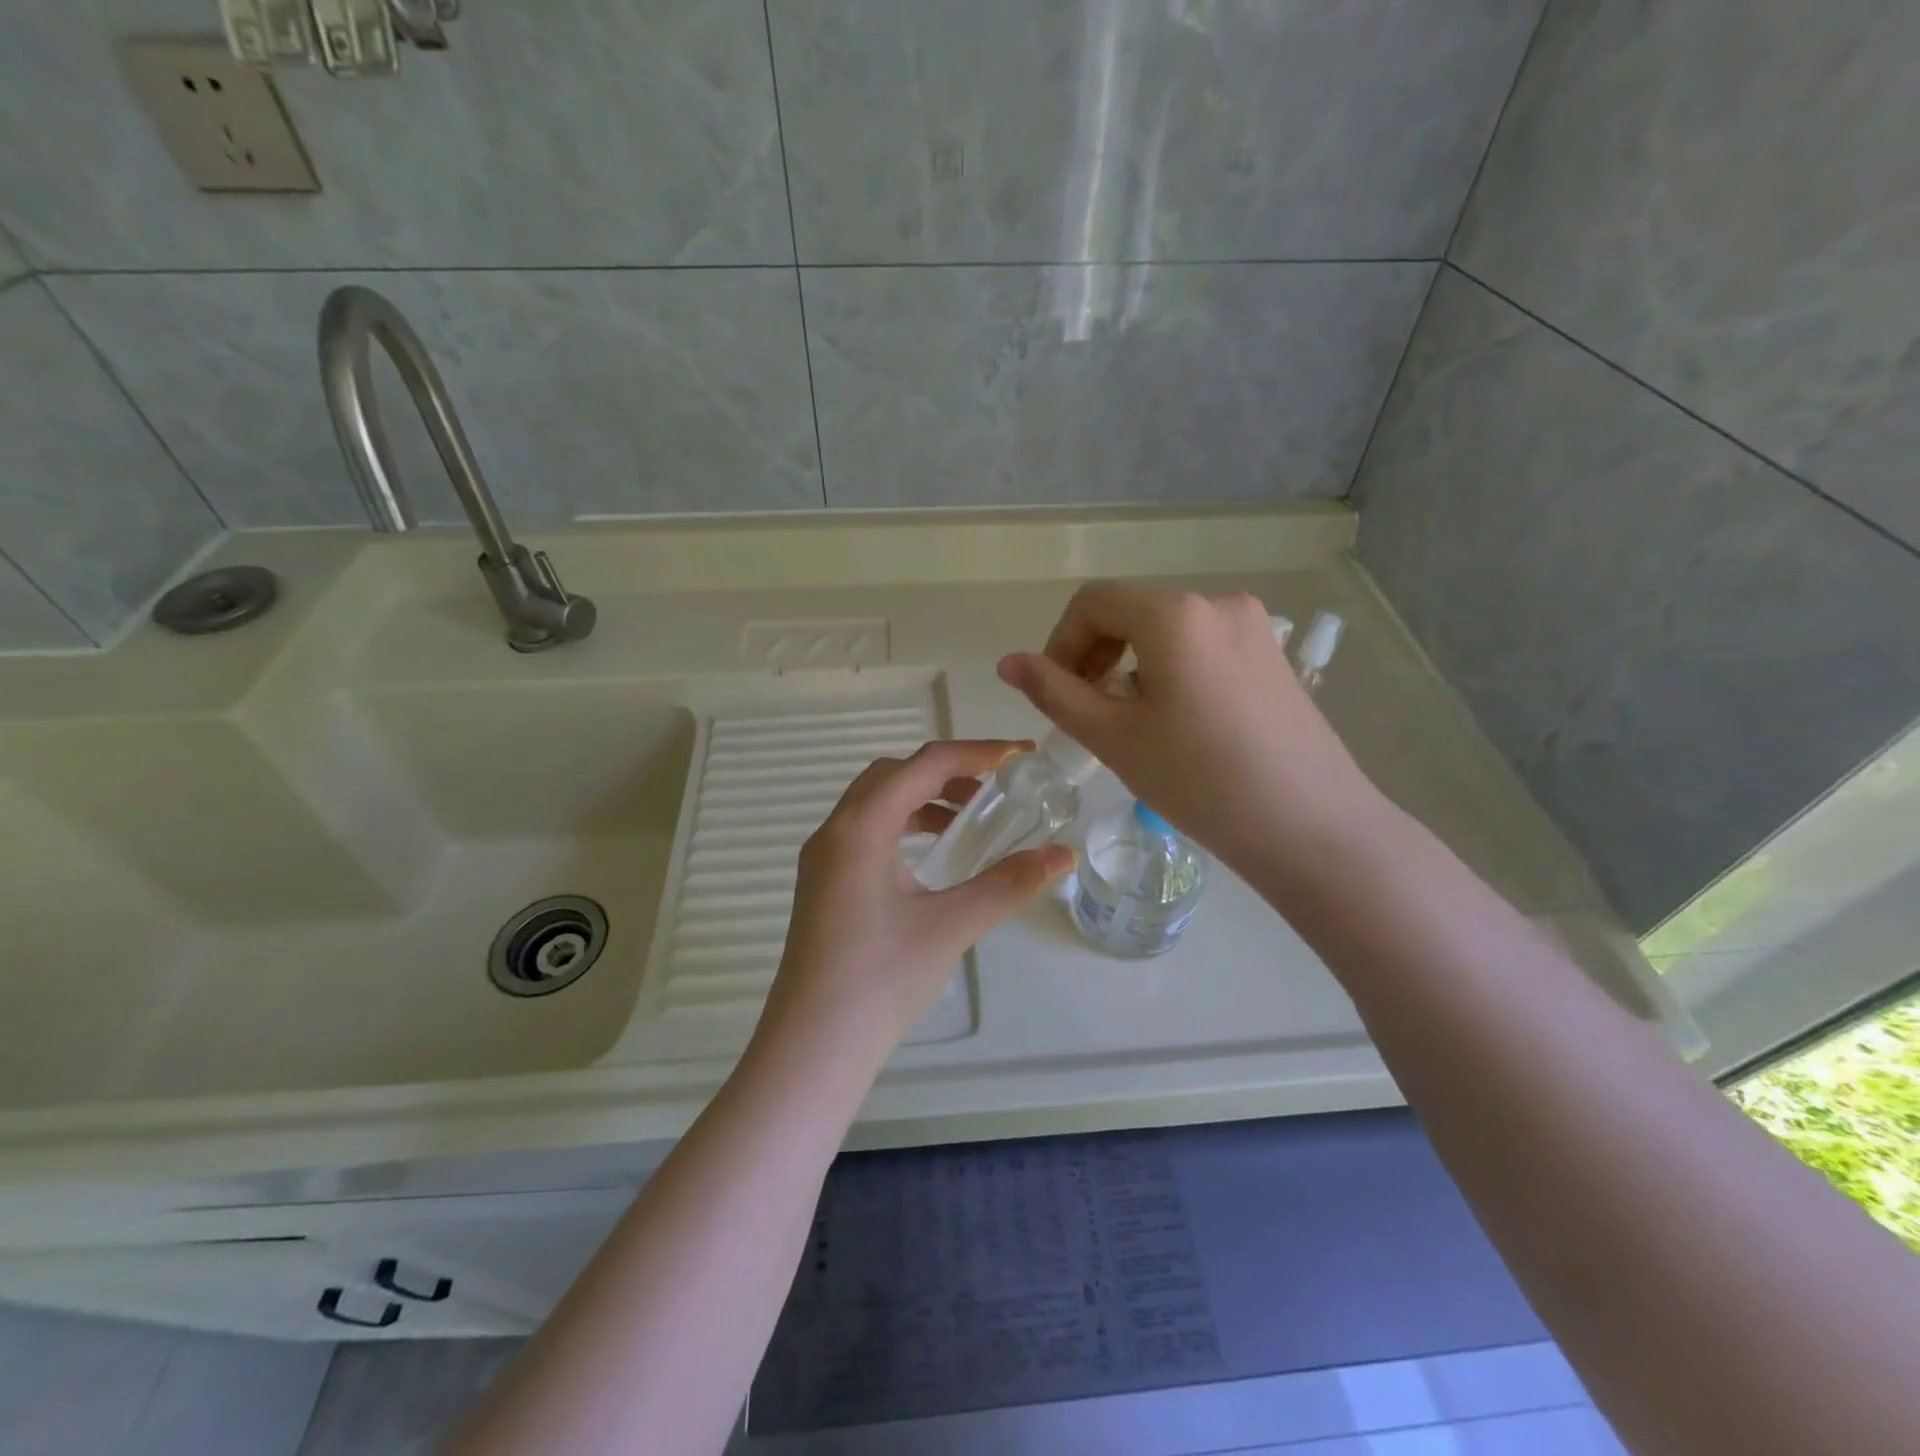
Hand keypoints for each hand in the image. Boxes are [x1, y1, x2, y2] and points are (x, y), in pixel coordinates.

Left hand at [759, 741, 1073, 1065]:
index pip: (923, 765)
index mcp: (861, 827)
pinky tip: (930, 859)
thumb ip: (1008, 883)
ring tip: (966, 821)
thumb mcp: (952, 925)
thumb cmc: (881, 979)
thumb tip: (1062, 855)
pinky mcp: (822, 884)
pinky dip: (902, 826)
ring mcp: (822, 859)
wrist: (814, 1046)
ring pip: (875, 802)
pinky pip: (865, 831)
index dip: (976, 752)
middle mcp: (835, 831)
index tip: (1021, 755)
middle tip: (992, 788)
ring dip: (921, 798)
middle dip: (946, 770)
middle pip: (893, 774)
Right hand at [997, 583, 1376, 875]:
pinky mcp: (1273, 656)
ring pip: (1167, 632)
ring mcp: (1254, 628)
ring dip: (1132, 667)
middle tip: (1087, 714)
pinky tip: (1179, 724)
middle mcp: (1217, 603)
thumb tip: (1008, 663)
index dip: (1060, 643)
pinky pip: (1203, 648)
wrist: (1310, 826)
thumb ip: (1054, 692)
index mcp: (1174, 614)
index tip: (1057, 695)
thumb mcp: (1113, 736)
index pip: (1092, 603)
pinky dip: (1172, 672)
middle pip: (1131, 612)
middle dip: (1095, 656)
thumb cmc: (1199, 781)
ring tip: (1132, 725)